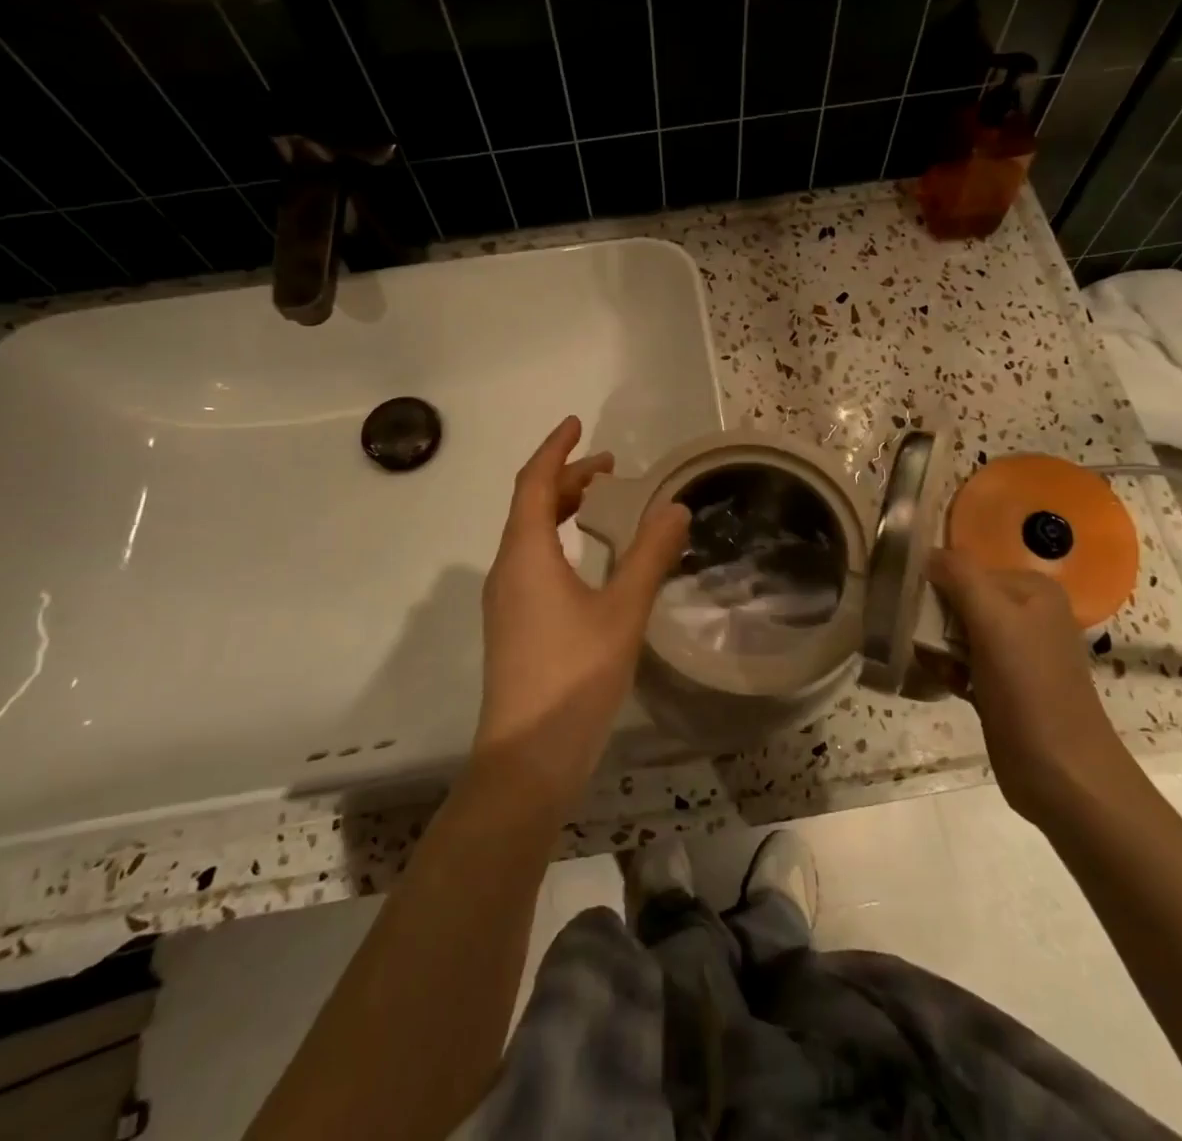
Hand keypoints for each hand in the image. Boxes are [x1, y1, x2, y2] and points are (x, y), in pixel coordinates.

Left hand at [475, 416, 689, 798]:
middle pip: (532, 505)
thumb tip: (676, 507)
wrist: (527, 758)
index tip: (576, 422)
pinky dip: (558, 540)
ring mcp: (505, 600)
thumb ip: (649, 555)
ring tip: (603, 503)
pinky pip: (531, 561)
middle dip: (568, 478)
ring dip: (563, 510)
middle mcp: (507, 569)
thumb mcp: (622, 611)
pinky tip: (587, 560)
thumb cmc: (574, 676)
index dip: (556, 449)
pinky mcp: (512, 625)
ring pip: (530, 535)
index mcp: (526, 553)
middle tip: (611, 467)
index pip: (535, 482)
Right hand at [925, 551, 1140, 824]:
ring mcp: (1016, 651)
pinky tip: (946, 684)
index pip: (966, 568)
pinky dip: (948, 670)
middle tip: (926, 644)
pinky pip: (962, 661)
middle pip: (959, 599)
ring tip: (939, 669)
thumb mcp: (994, 621)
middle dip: (935, 621)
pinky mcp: (1004, 684)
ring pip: (956, 632)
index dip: (936, 586)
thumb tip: (927, 551)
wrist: (1063, 775)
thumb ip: (960, 577)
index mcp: (1032, 589)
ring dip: (937, 648)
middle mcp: (1027, 613)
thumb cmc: (1029, 690)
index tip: (915, 610)